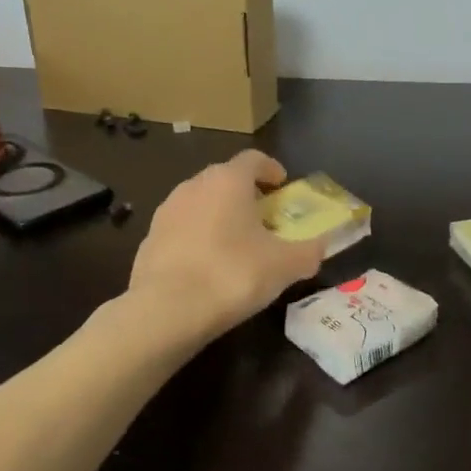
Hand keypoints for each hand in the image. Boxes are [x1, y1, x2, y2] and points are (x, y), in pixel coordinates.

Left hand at [128, 151, 326, 338]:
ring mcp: (166, 211)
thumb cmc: (232, 274)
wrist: (165, 311)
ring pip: (201, 203)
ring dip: (219, 215)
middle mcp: (194, 185)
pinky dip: (198, 238)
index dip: (271, 169)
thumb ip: (308, 251)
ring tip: (236, 243)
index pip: (253, 159)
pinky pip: (182, 229)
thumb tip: (322, 246)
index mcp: (228, 180)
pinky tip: (208, 265)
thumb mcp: (284, 266)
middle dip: (246, 193)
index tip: (282, 186)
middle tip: (264, 218)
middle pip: (225, 179)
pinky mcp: (149, 239)